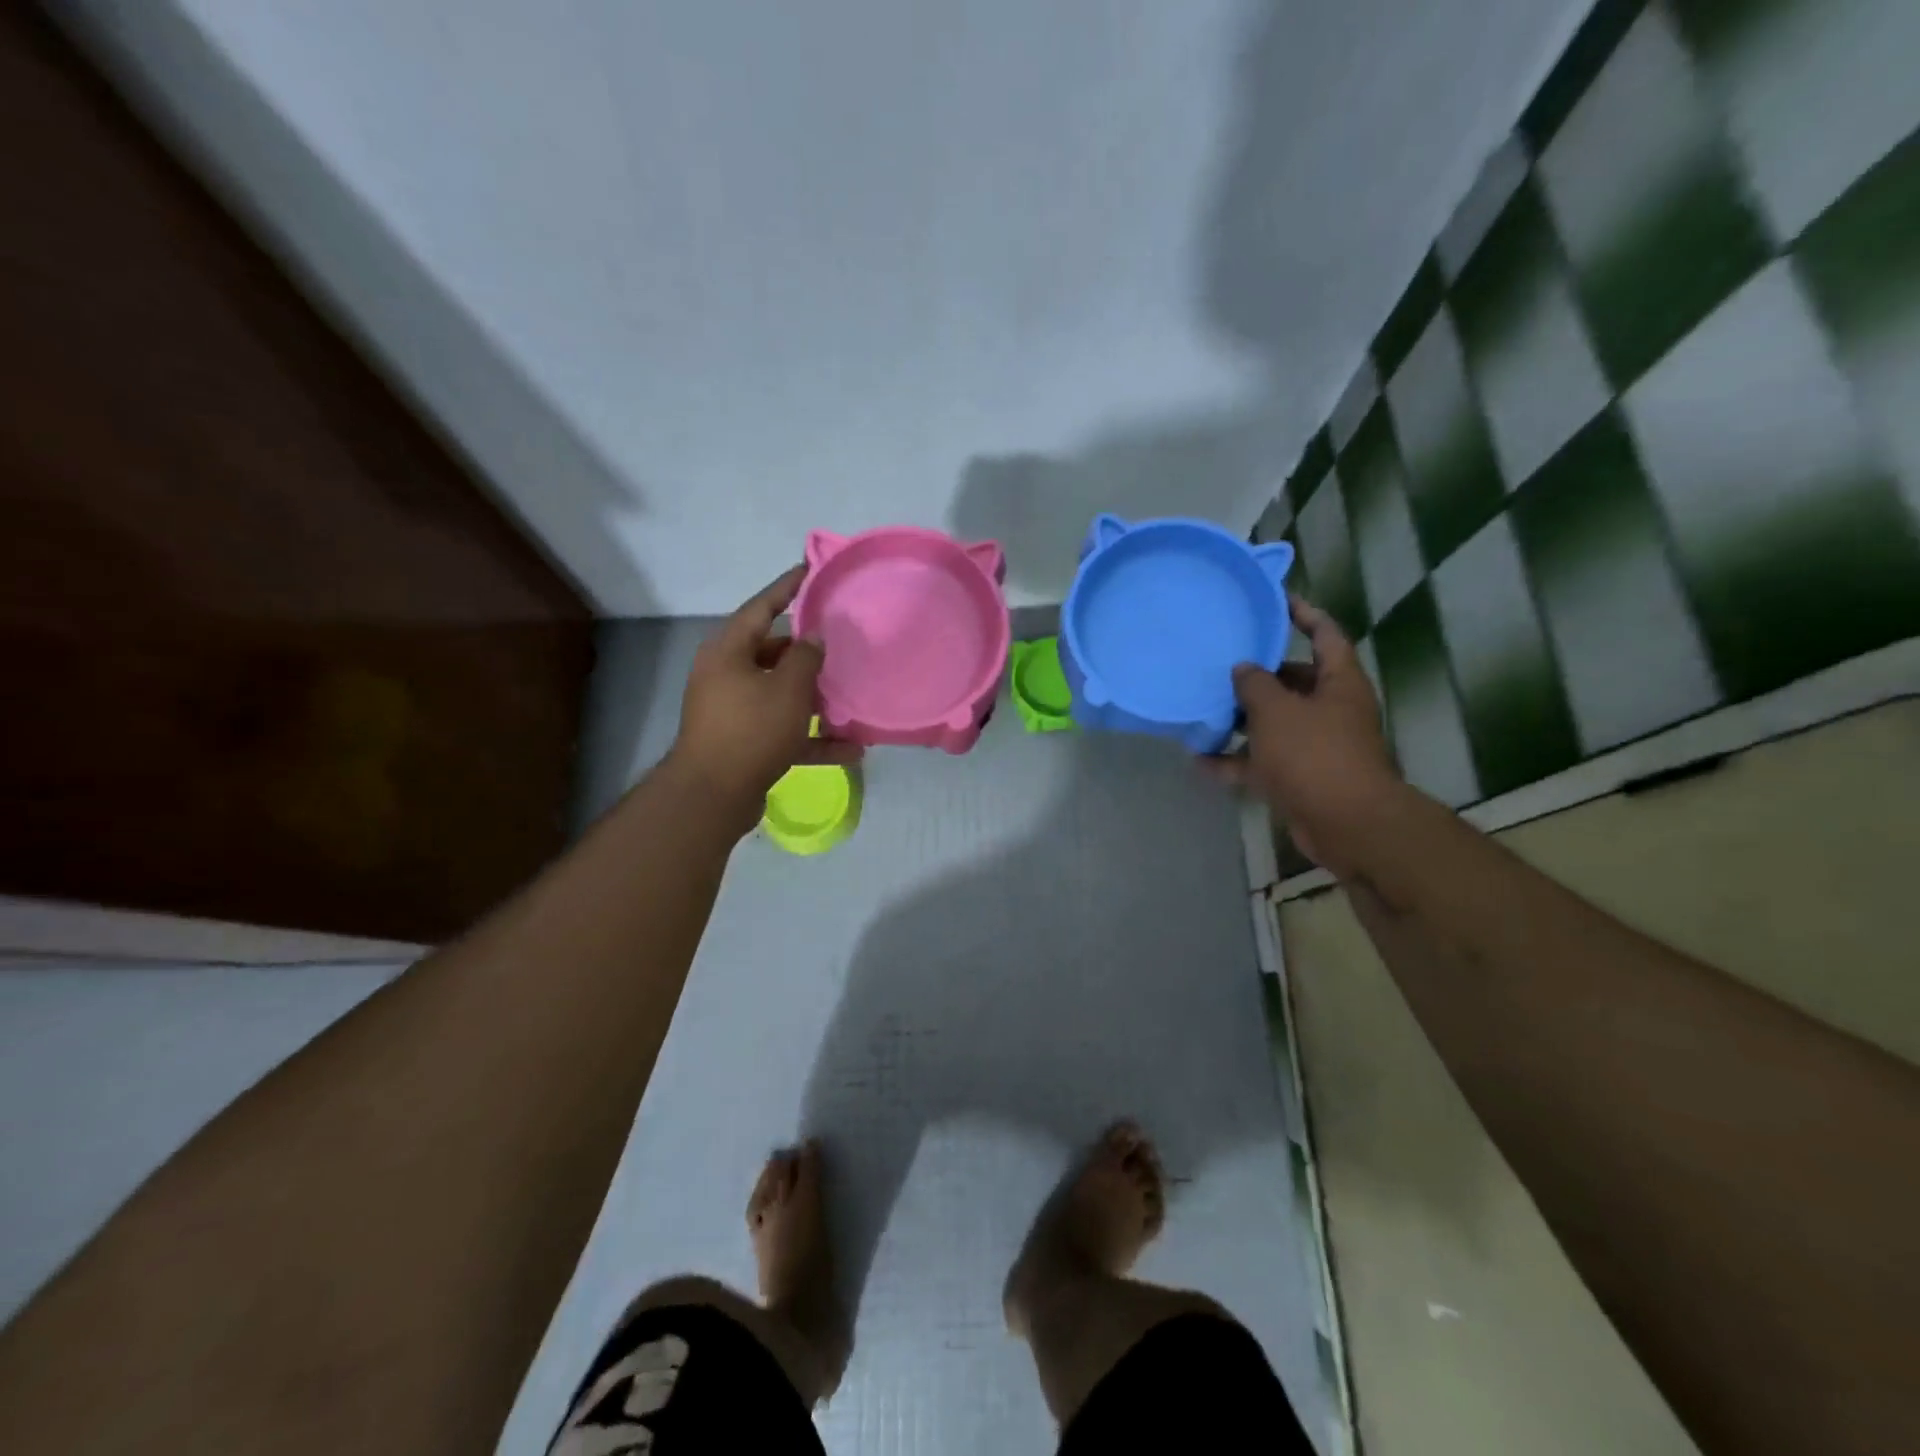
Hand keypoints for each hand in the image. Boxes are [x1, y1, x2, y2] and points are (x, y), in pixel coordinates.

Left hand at [667, 565, 860, 828]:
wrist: (715, 794)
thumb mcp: (788, 688)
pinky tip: (850, 750)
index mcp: (729, 651)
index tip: (810, 570)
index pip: (761, 608)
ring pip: (780, 694)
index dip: (787, 588)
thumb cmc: (752, 729)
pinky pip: (783, 730)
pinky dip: (811, 737)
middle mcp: (726, 675)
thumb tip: (813, 637)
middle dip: (807, 652)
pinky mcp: (744, 742)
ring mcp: (733, 710)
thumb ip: (806, 657)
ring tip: (848, 696)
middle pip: (772, 652)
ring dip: (814, 699)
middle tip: (839, 642)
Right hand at [1205, 595, 1402, 874]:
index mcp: (1338, 682)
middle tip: (1222, 663)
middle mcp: (1331, 709)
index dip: (1304, 614)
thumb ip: (1254, 684)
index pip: (1325, 635)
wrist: (1346, 823)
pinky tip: (1200, 761)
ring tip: (1204, 709)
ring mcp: (1316, 745)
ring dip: (1242, 720)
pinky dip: (1236, 761)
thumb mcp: (1277, 711)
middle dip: (1259, 675)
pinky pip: (1263, 761)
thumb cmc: (1314, 754)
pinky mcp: (1301, 777)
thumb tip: (1243, 668)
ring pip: (1275, 723)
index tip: (1276, 601)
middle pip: (1294, 681)